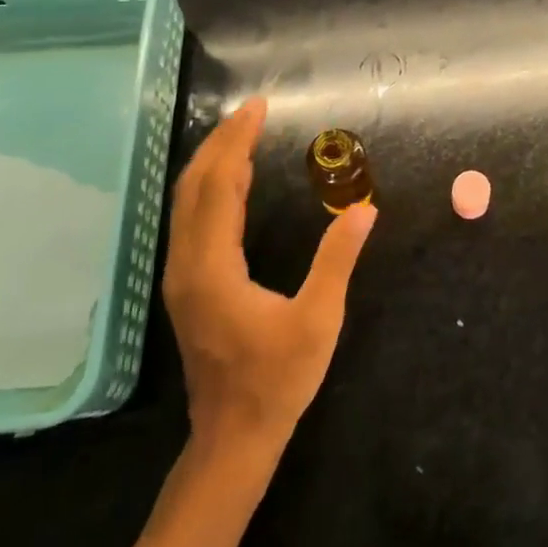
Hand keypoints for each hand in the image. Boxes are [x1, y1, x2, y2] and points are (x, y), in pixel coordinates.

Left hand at [163, 97, 375, 452]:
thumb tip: (365, 209)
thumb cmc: (277, 380)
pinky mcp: (187, 286)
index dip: (237, 143)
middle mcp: (187, 265)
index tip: (258, 108)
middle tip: (251, 111)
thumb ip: (337, 260)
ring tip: (242, 134)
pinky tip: (232, 182)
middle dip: (221, 143)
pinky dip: (211, 188)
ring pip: (187, 203)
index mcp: (212, 268)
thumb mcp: (318, 320)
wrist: (233, 438)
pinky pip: (192, 220)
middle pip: (194, 187)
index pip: (219, 186)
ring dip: (213, 163)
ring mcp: (182, 277)